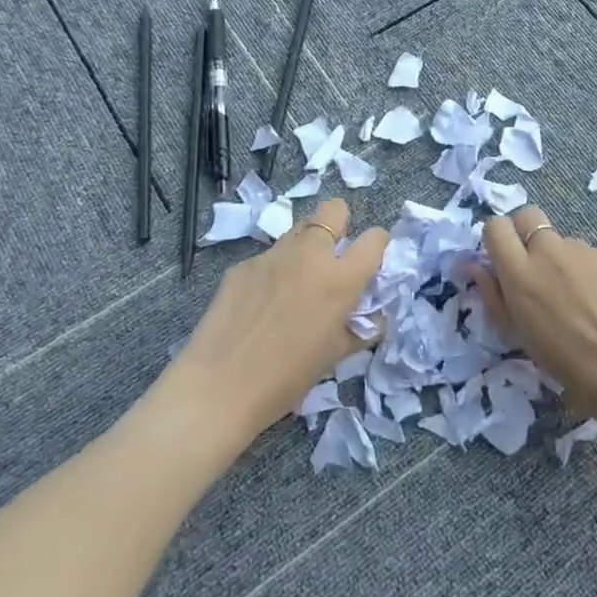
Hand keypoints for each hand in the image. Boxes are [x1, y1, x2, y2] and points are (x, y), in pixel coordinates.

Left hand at [167, 198, 389, 446]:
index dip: (377, 246)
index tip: (371, 261)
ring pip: (299, 230)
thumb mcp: (335, 356)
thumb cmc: (286, 378)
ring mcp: (272, 255)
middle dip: (340, 225)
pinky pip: (269, 257)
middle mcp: (309, 255)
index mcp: (339, 280)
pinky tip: (260, 303)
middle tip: (333, 258)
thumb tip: (373, 317)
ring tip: (296, 282)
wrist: (219, 387)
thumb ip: (360, 328)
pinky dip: (274, 272)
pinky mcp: (243, 265)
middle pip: (334, 210)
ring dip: (306, 247)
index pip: (375, 239)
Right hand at [477, 205, 596, 419]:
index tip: (504, 258)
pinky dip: (595, 273)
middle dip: (527, 232)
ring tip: (583, 300)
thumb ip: (494, 295)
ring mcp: (586, 249)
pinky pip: (596, 257)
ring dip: (565, 261)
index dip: (498, 238)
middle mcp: (550, 251)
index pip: (496, 226)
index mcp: (520, 272)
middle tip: (538, 267)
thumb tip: (474, 265)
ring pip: (565, 242)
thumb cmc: (568, 364)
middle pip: (529, 216)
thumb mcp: (520, 336)